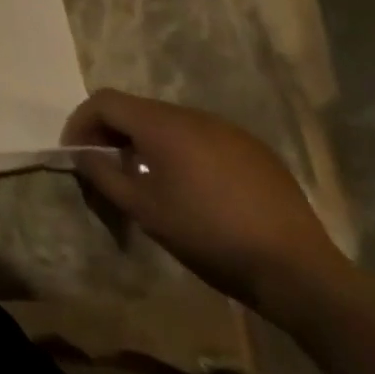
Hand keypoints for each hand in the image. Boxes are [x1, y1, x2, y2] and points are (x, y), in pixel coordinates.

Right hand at [62, 89, 347, 317]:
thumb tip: (81, 153)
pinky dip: (183, 153)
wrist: (299, 272)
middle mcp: (194, 115)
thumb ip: (103, 174)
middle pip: (138, 110)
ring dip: (148, 143)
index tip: (75, 153)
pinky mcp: (257, 152)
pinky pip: (205, 139)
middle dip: (113, 133)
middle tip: (106, 167)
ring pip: (172, 124)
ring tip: (148, 179)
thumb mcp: (143, 209)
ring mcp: (230, 131)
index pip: (104, 101)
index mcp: (162, 124)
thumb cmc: (208, 235)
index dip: (81, 121)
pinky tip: (194, 189)